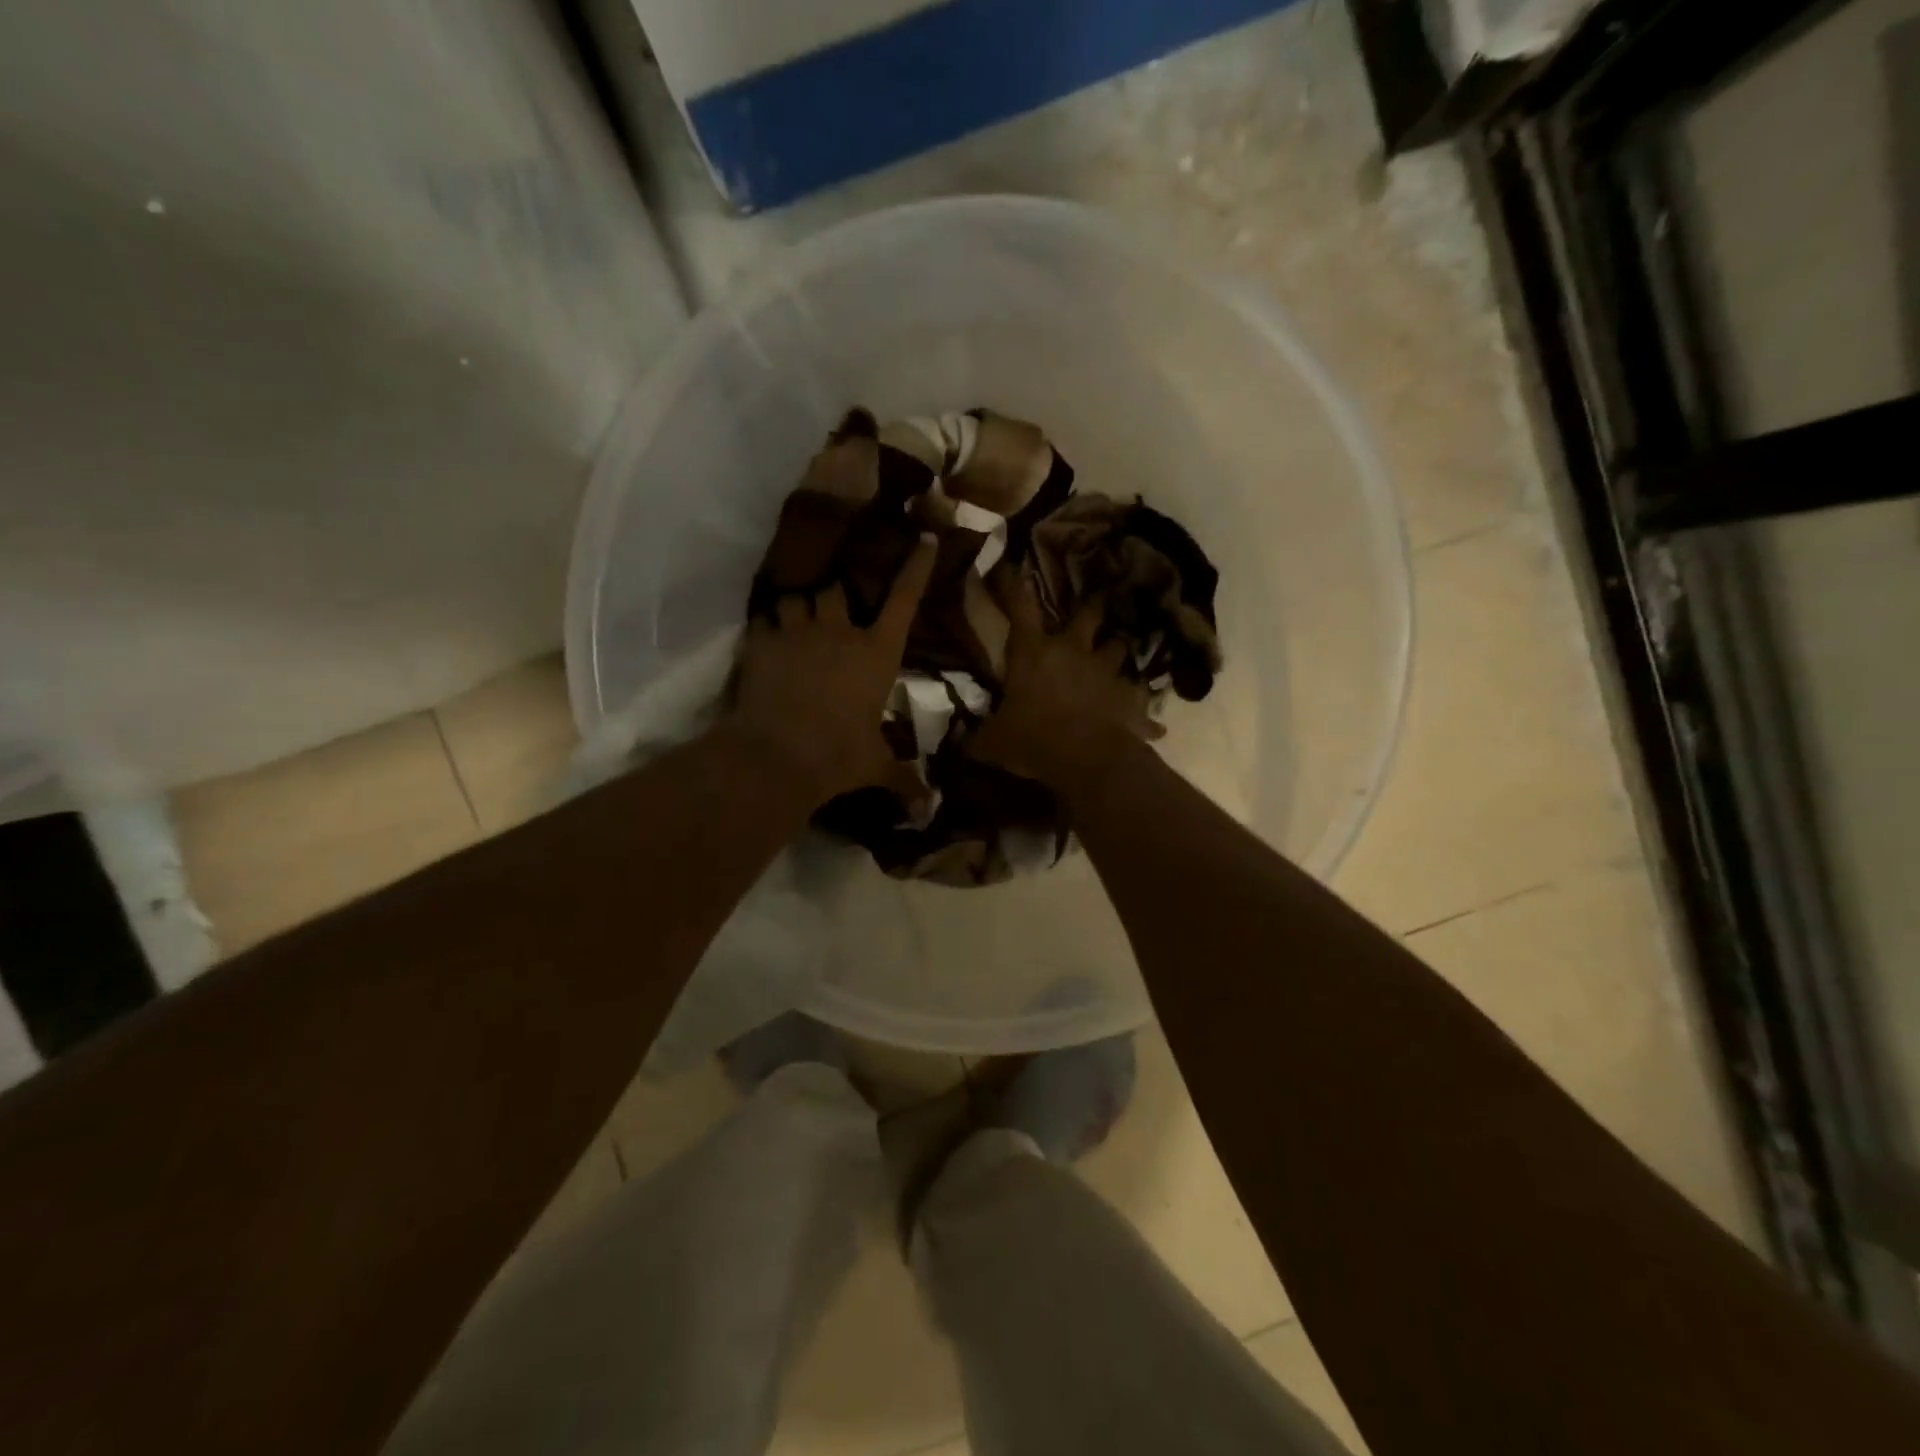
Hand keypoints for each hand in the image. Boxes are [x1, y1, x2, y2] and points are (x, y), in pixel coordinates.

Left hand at [726, 537, 936, 806]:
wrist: (778, 756)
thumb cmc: (838, 757)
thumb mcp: (875, 767)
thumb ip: (902, 779)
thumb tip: (926, 809)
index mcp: (876, 654)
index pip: (903, 601)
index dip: (916, 569)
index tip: (924, 540)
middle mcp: (839, 632)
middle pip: (837, 590)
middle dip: (834, 598)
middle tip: (830, 615)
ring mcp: (797, 632)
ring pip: (796, 598)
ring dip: (797, 609)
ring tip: (793, 625)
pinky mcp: (760, 642)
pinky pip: (763, 620)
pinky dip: (766, 628)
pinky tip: (764, 641)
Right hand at [967, 577, 1164, 794]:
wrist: (1088, 760)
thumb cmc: (1033, 740)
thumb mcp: (993, 742)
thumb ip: (977, 738)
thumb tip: (960, 743)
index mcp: (1035, 654)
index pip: (1021, 610)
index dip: (1014, 586)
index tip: (1014, 565)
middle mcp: (1075, 653)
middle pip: (1089, 616)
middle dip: (1093, 605)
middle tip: (1099, 596)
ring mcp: (1107, 673)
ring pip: (1119, 648)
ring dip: (1117, 650)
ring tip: (1118, 652)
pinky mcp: (1130, 700)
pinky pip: (1141, 702)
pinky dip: (1146, 713)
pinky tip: (1155, 725)